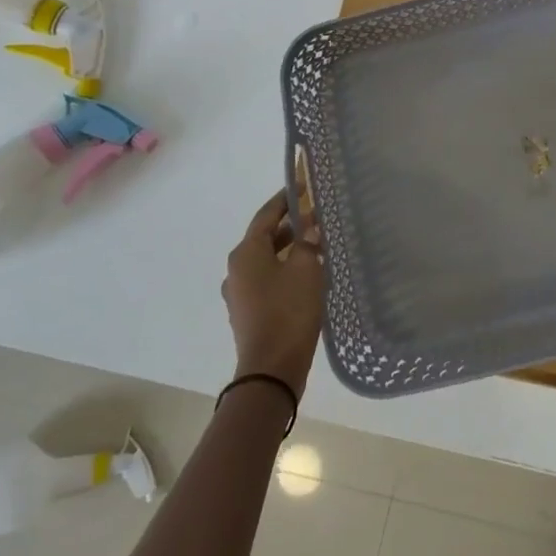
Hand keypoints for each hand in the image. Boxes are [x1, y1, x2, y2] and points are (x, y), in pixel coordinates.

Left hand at [222, 187, 324, 396]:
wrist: (271, 370)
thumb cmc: (288, 311)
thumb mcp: (306, 269)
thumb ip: (308, 242)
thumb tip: (310, 226)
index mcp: (246, 252)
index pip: (266, 214)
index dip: (286, 198)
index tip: (305, 185)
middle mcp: (236, 269)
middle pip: (266, 237)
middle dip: (292, 224)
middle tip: (319, 216)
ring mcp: (239, 293)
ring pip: (268, 260)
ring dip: (290, 249)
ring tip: (319, 244)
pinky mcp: (248, 312)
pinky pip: (268, 279)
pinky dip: (286, 270)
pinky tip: (308, 274)